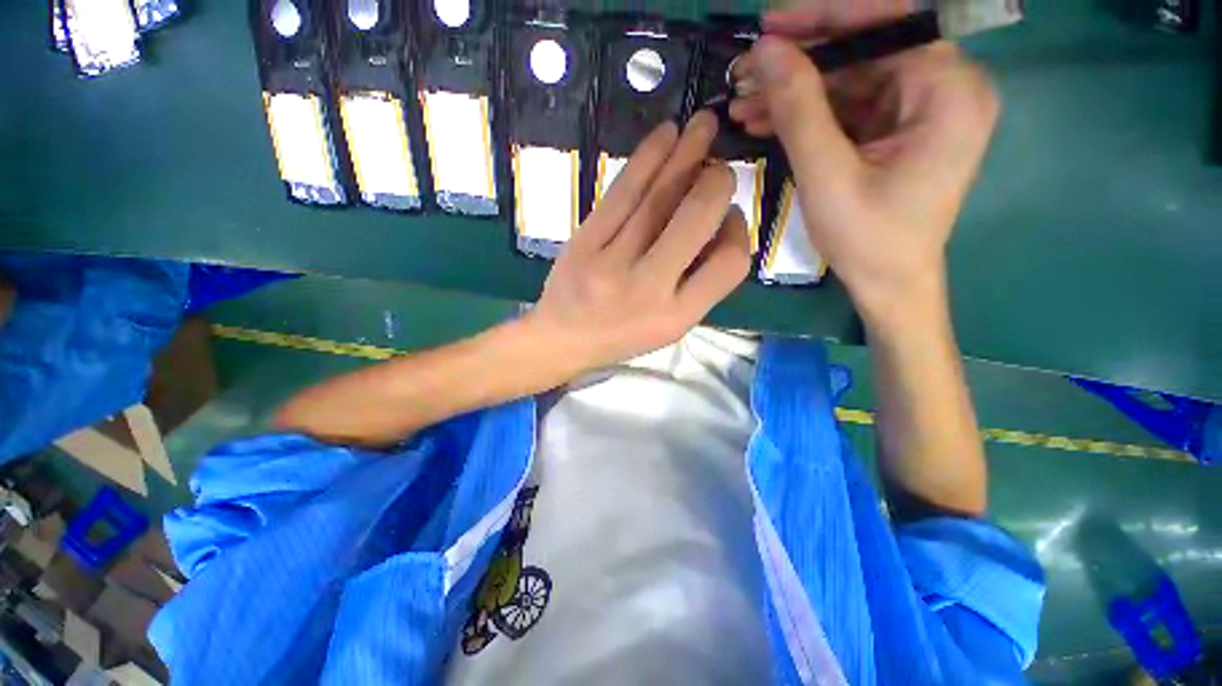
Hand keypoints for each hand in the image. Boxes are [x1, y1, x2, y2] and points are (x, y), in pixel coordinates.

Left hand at [524, 111, 749, 371]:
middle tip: (719, 169)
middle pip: (698, 217)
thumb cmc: (620, 337)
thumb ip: (700, 283)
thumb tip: (722, 223)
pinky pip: (622, 190)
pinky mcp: (585, 239)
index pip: (730, 263)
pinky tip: (665, 136)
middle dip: (717, 182)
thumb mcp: (670, 327)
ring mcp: (612, 261)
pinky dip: (647, 157)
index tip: (729, 218)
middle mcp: (648, 287)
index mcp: (676, 316)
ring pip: (660, 195)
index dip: (739, 232)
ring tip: (704, 126)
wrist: (560, 338)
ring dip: (687, 154)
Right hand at [729, 24, 998, 329]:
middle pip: (864, 51)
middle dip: (799, 63)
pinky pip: (849, 108)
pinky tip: (766, 121)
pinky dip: (808, 115)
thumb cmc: (868, 239)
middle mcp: (945, 87)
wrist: (889, 284)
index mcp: (949, 90)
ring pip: (850, 81)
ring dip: (794, 93)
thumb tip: (765, 50)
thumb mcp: (828, 174)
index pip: (887, 23)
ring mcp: (922, 109)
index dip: (825, 18)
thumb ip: (799, 108)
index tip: (769, 24)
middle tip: (745, 73)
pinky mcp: (899, 130)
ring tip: (743, 104)